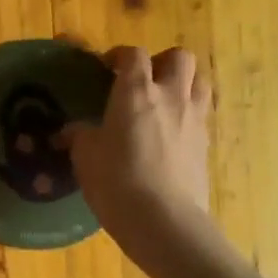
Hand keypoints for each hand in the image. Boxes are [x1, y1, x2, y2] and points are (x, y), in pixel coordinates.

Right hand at [66, 46, 265, 277]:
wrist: (164, 222)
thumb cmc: (117, 182)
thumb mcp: (85, 157)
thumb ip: (80, 136)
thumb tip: (72, 131)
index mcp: (136, 92)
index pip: (133, 54)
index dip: (120, 56)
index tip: (107, 67)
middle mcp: (171, 96)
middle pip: (179, 57)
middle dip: (162, 62)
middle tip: (144, 80)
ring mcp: (194, 119)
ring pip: (200, 81)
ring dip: (184, 83)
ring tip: (165, 101)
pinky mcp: (206, 144)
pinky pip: (202, 114)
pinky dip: (189, 114)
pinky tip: (172, 134)